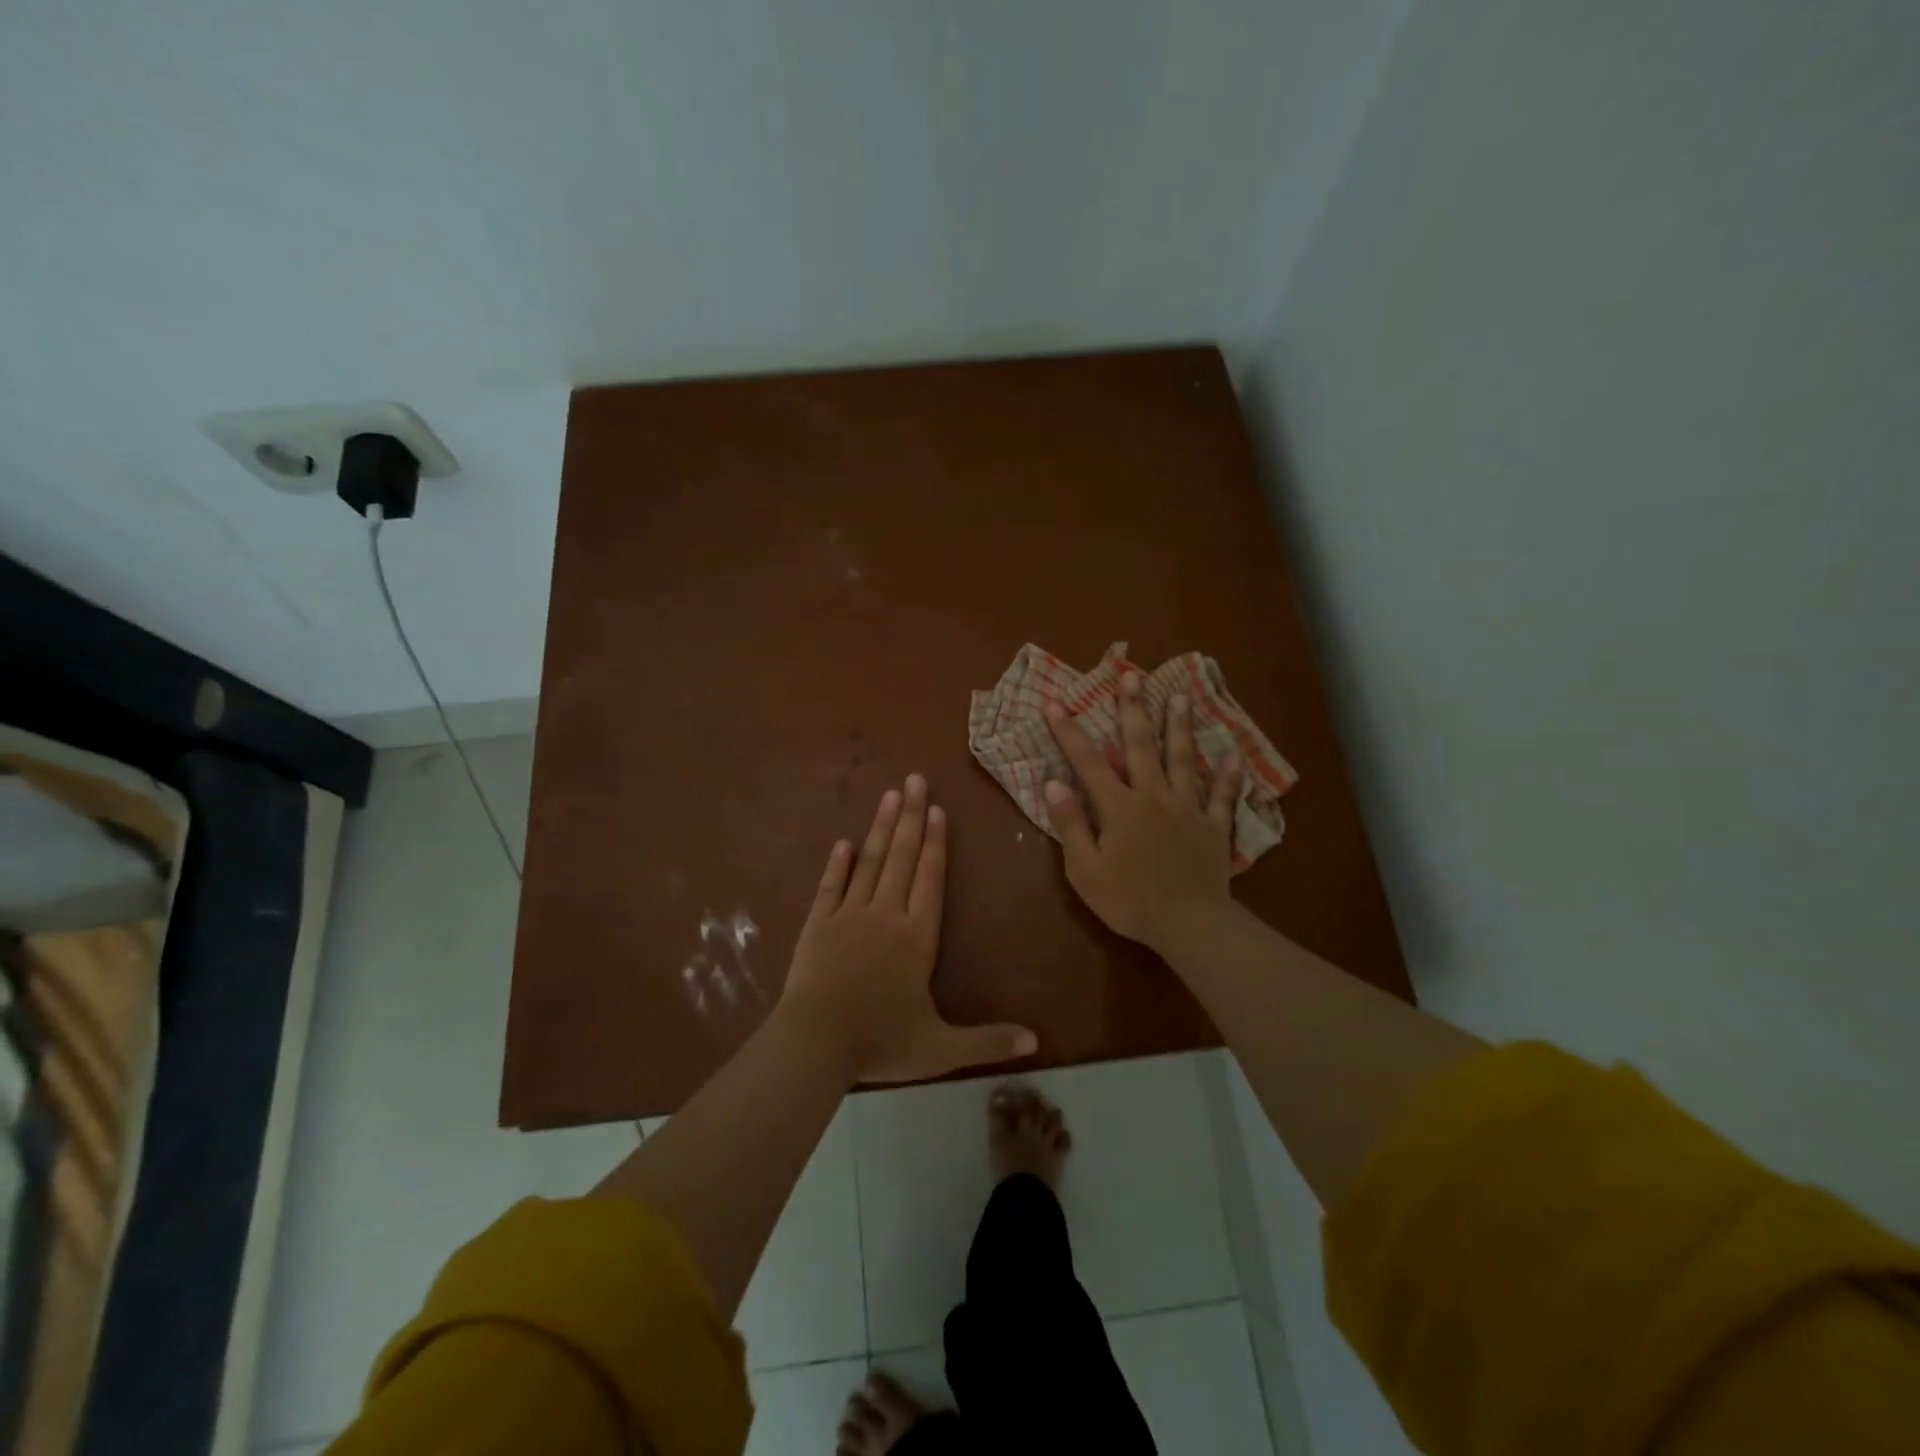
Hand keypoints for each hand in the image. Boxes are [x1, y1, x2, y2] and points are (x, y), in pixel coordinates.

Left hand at [779, 776, 1037, 1082]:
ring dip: (881, 828)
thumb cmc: (880, 1042)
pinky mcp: (818, 924)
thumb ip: (987, 1041)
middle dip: (911, 816)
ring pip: (869, 862)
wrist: (815, 1044)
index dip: (936, 843)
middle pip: (902, 857)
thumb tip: (1036, 1044)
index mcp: (917, 937)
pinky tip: (843, 842)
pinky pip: (830, 886)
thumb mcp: (940, 1049)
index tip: (938, 809)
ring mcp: (848, 915)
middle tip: (915, 779)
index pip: (930, 879)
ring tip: (889, 795)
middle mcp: (885, 915)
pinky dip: (837, 864)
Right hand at [1043, 672, 1240, 952]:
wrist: (1188, 923)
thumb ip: (1070, 825)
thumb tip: (1054, 783)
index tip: (1057, 702)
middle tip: (1131, 674)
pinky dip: (1227, 776)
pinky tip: (1233, 757)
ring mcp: (1188, 807)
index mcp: (1119, 806)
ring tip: (1180, 696)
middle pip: (1141, 745)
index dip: (1070, 731)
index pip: (1088, 761)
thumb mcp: (1085, 869)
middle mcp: (1153, 795)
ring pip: (1183, 758)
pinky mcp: (1213, 825)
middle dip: (1133, 708)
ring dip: (1180, 726)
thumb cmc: (1129, 900)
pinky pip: (1222, 795)